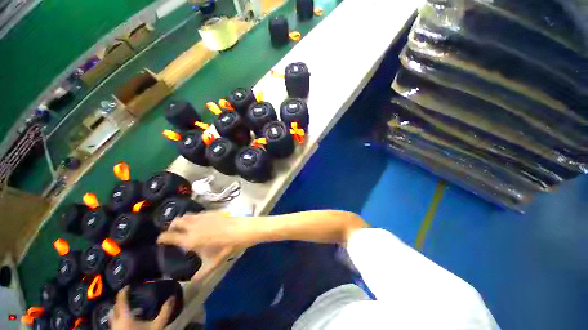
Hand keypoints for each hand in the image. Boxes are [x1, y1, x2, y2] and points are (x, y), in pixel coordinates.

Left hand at [109, 287, 173, 329]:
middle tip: (128, 297)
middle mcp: (116, 323)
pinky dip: (119, 320)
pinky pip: (114, 324)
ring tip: (129, 310)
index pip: (121, 300)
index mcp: (124, 317)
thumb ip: (165, 311)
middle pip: (114, 309)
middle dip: (119, 302)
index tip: (128, 286)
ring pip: (112, 318)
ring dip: (118, 312)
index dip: (123, 292)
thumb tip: (172, 297)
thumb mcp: (158, 325)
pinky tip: (129, 322)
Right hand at [157, 211, 248, 281]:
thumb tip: (192, 282)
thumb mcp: (214, 263)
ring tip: (184, 227)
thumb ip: (201, 274)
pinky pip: (197, 213)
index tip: (160, 240)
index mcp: (189, 239)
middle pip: (176, 222)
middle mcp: (193, 226)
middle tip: (172, 233)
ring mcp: (202, 217)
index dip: (162, 238)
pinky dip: (193, 217)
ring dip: (181, 220)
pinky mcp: (211, 212)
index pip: (169, 236)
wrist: (241, 230)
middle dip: (171, 227)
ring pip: (186, 215)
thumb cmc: (227, 247)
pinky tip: (199, 222)